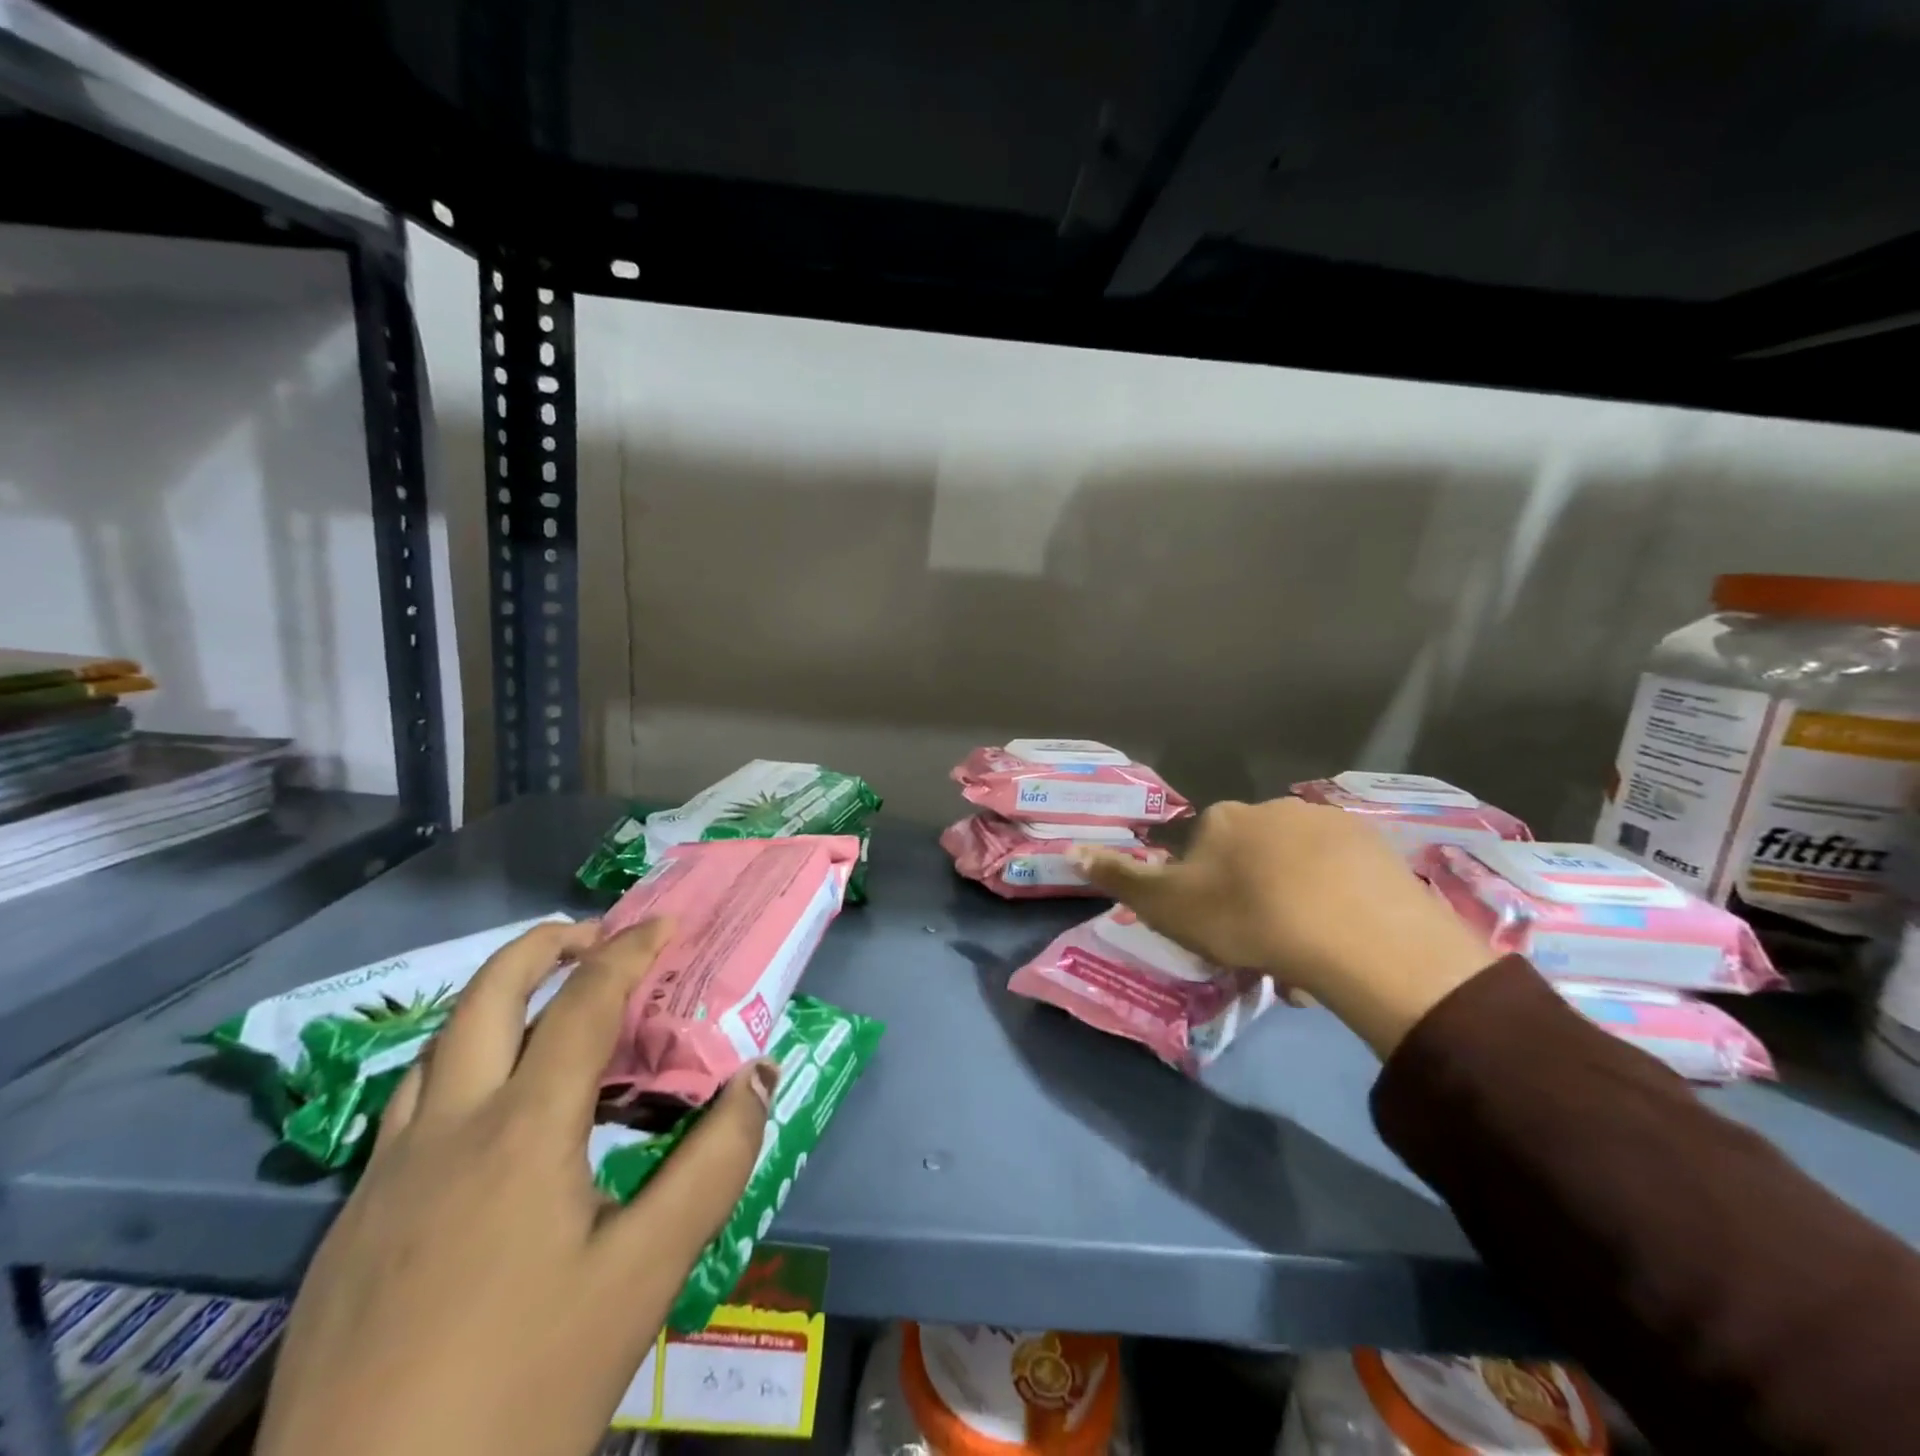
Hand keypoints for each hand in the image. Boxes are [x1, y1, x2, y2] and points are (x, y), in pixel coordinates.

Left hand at [258, 918, 775, 1455]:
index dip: (629, 954)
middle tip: (595, 936)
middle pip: (486, 998)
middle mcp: (446, 1131)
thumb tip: (756, 1078)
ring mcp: (383, 1178)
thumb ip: (712, 1165)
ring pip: (436, 1048)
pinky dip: (460, 1066)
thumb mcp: (644, 1277)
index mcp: (522, 1132)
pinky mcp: (349, 1227)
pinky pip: (410, 1108)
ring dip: (494, 1001)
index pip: (583, 1007)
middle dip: (545, 946)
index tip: (667, 924)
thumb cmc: (522, 1391)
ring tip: (546, 1006)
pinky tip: (487, 1115)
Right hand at [1077, 798, 1495, 1055]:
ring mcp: (1329, 824)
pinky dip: (1337, 904)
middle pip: (1254, 856)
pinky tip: (1342, 943)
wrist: (1351, 934)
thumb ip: (1119, 877)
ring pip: (1300, 869)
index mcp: (1222, 818)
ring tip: (1305, 959)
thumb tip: (1070, 848)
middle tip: (1264, 950)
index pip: (1204, 849)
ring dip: (1296, 903)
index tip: (1219, 931)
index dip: (1207, 892)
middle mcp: (1272, 808)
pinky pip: (1343, 877)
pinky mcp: (1375, 847)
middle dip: (1254, 897)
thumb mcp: (1166, 905)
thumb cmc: (1244, 918)